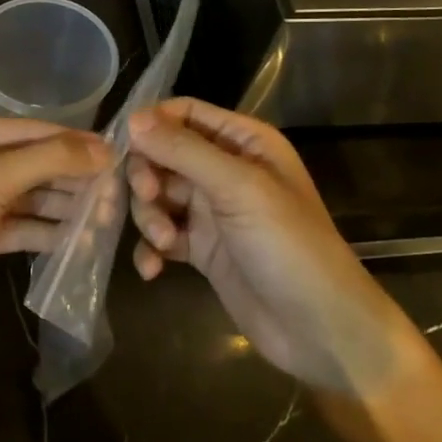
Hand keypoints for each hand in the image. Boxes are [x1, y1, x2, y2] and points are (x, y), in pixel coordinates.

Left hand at [0, 111, 110, 345]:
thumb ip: (49, 160)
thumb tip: (105, 148)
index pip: (29, 130)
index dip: (74, 143)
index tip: (119, 154)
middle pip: (31, 164)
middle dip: (71, 179)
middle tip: (118, 194)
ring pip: (27, 198)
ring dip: (63, 209)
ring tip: (105, 221)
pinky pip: (18, 228)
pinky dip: (45, 234)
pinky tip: (79, 244)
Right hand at [127, 98, 417, 392]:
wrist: (318, 329)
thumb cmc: (288, 246)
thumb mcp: (238, 189)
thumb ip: (184, 151)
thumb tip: (133, 118)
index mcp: (244, 142)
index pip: (185, 113)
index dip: (152, 124)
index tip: (123, 146)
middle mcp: (226, 170)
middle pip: (163, 154)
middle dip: (147, 176)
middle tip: (148, 197)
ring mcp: (212, 211)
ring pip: (157, 196)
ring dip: (150, 216)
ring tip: (163, 242)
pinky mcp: (202, 249)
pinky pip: (162, 235)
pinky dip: (151, 248)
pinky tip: (153, 268)